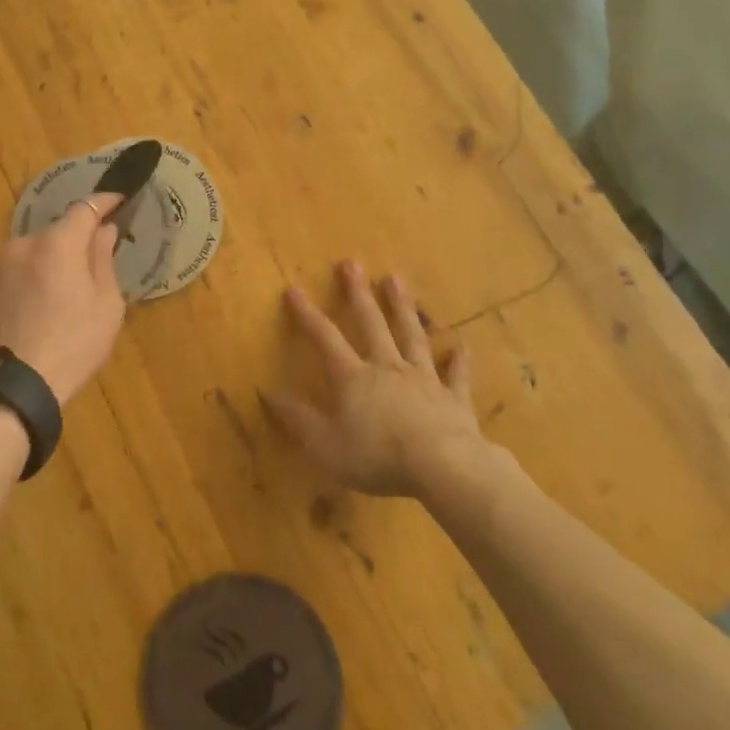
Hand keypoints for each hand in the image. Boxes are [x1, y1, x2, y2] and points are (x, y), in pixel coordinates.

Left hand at [0, 195, 127, 405]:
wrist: (9, 389)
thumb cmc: (71, 345)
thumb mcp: (105, 306)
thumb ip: (104, 261)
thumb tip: (105, 231)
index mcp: (57, 244)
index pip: (85, 208)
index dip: (105, 202)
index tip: (120, 200)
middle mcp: (22, 244)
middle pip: (57, 233)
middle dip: (76, 241)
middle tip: (94, 263)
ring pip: (33, 254)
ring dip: (50, 263)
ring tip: (63, 295)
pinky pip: (14, 274)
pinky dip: (29, 280)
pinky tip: (37, 309)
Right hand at [265, 261, 489, 497]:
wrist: (443, 466)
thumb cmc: (377, 456)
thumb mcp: (325, 444)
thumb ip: (297, 418)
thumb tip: (268, 391)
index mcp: (354, 378)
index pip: (325, 338)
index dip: (307, 314)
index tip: (294, 289)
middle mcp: (387, 367)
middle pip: (371, 324)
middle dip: (358, 293)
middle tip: (352, 263)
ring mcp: (423, 379)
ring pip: (411, 336)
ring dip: (403, 308)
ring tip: (396, 280)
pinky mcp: (453, 399)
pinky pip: (455, 375)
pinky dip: (457, 361)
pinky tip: (461, 346)